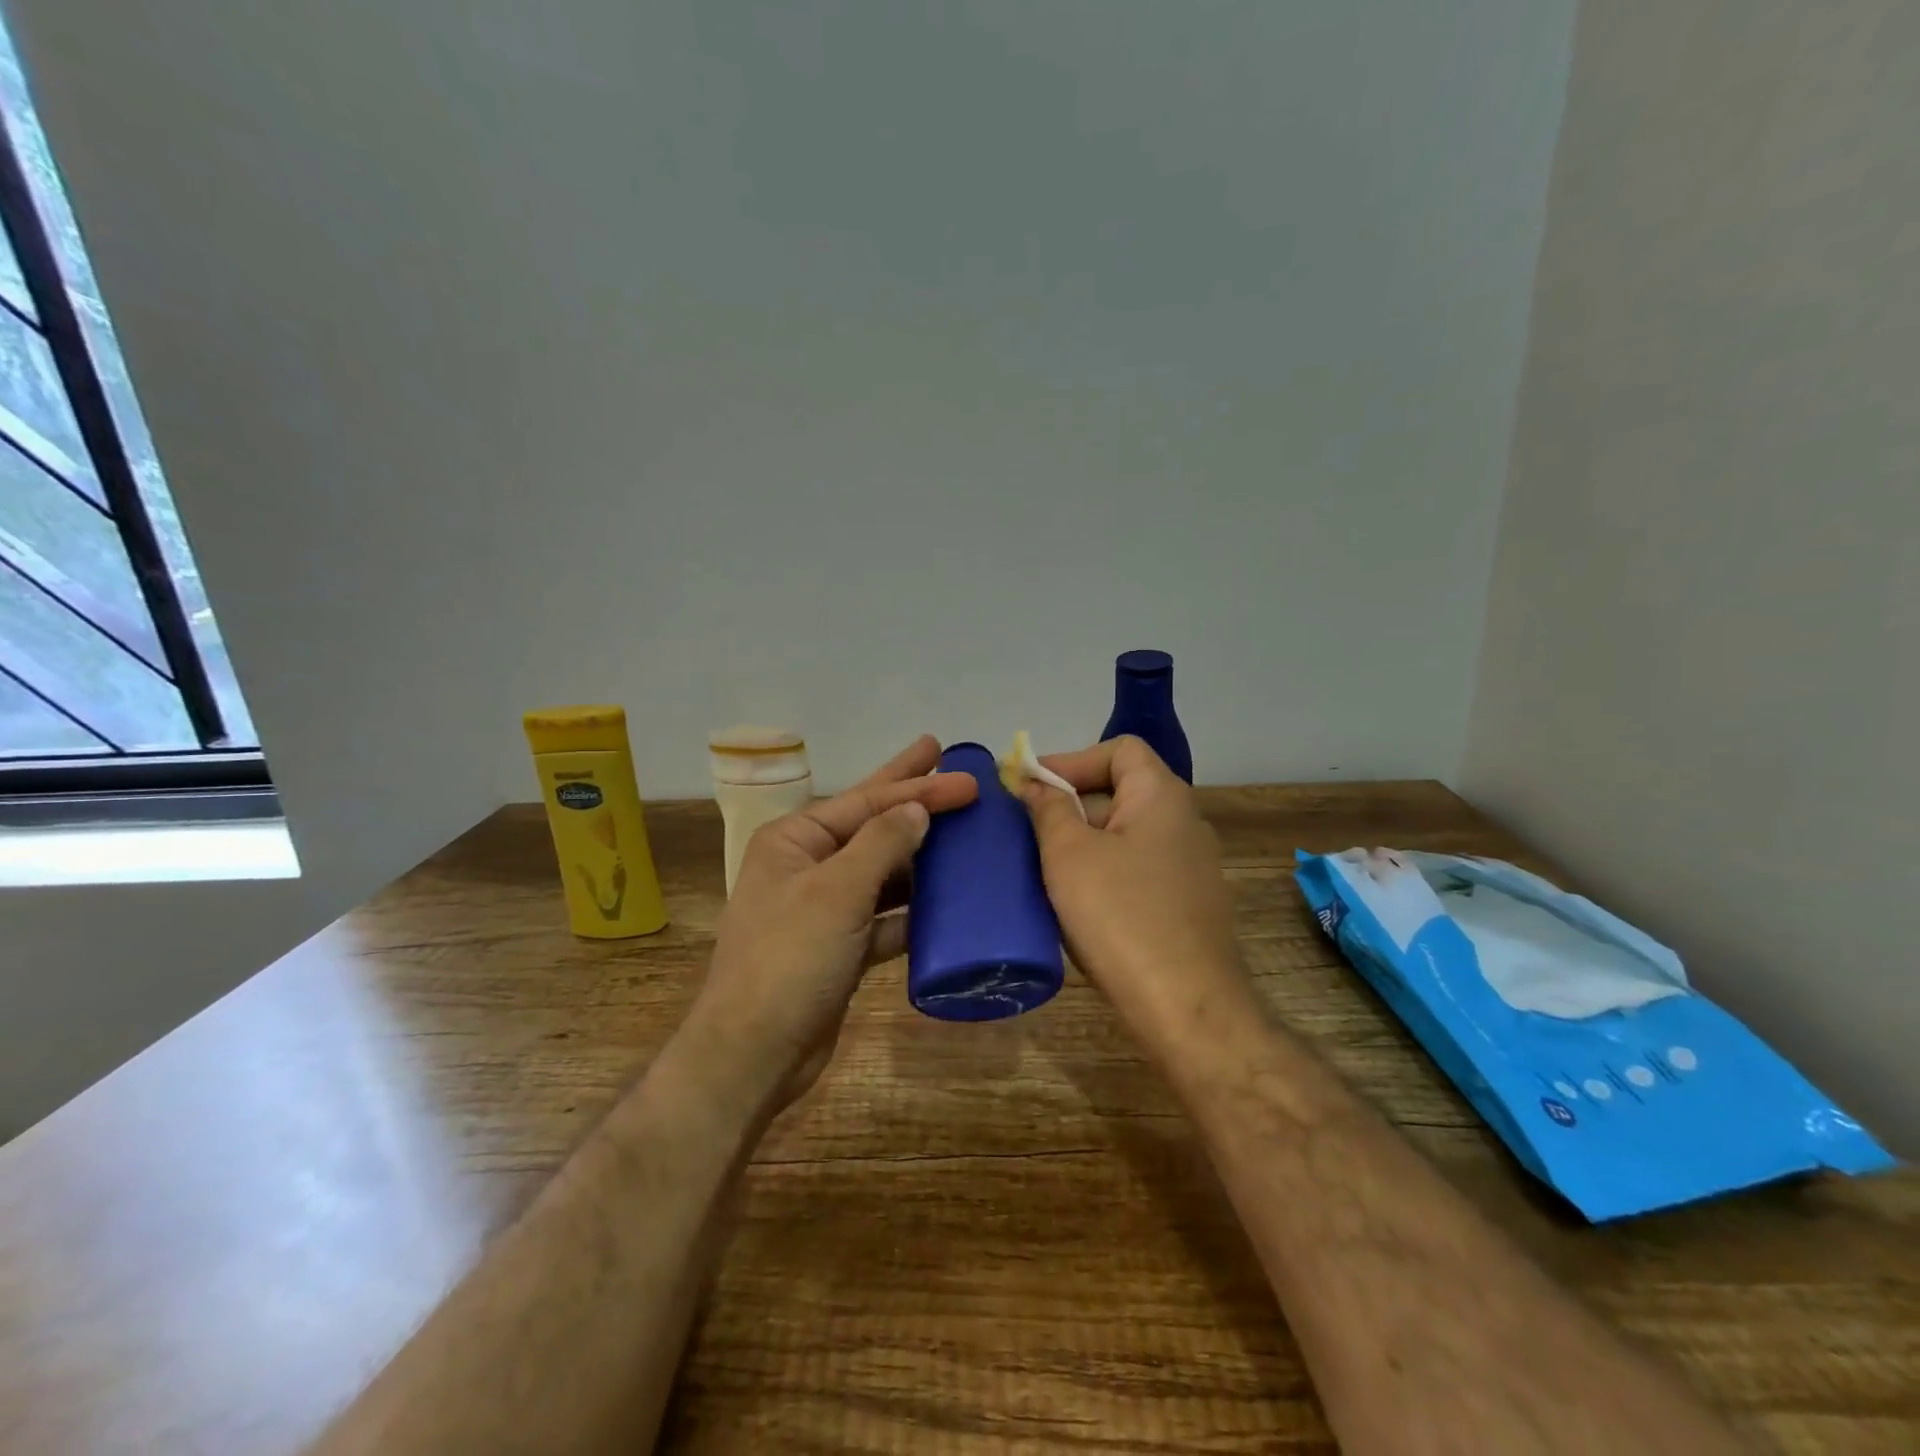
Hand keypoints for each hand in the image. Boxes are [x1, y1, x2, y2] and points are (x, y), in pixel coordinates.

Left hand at [689, 735, 977, 1112]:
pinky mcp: (841, 947)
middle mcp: (808, 866)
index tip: (966, 779)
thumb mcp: (837, 891)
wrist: (755, 1053)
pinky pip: (886, 917)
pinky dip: (914, 910)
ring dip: (921, 858)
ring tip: (965, 836)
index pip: (866, 801)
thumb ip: (882, 843)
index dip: (918, 787)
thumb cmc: (790, 958)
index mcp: (795, 840)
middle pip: (872, 824)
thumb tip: (918, 810)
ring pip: (883, 872)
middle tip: (951, 766)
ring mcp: (825, 909)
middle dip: (912, 798)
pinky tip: (949, 903)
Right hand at [1022, 736, 1250, 1052]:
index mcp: (1162, 797)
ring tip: (1040, 866)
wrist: (1187, 1008)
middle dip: (1070, 804)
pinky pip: (1135, 871)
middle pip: (1120, 791)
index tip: (1030, 786)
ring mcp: (1189, 868)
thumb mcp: (1069, 854)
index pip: (1119, 749)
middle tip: (1026, 829)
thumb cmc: (1121, 916)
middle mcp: (1184, 823)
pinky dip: (1101, 873)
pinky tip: (1072, 903)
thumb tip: (1036, 784)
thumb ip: (1049, 809)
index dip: (1072, 760)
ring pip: (1124, 835)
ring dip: (1081, 843)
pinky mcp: (1185, 906)